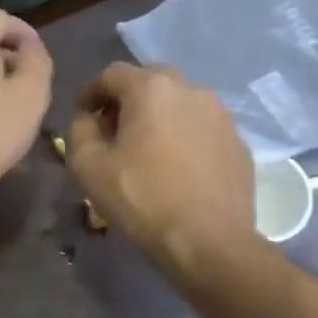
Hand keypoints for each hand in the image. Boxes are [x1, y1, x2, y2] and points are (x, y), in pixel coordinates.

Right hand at [65, 63, 253, 269]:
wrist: (211, 243)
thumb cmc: (143, 200)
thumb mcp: (88, 167)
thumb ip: (79, 131)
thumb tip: (88, 119)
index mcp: (152, 88)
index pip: (112, 74)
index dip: (91, 92)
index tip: (82, 116)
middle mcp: (191, 89)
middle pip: (150, 81)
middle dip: (127, 100)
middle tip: (114, 131)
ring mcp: (221, 115)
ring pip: (180, 103)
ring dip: (159, 117)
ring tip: (147, 150)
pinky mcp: (238, 142)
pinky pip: (202, 128)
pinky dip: (184, 137)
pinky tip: (177, 168)